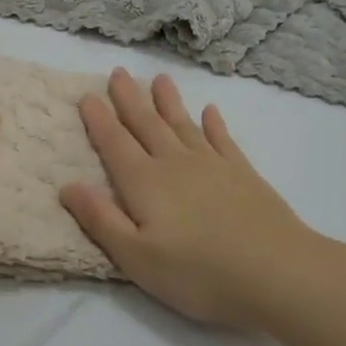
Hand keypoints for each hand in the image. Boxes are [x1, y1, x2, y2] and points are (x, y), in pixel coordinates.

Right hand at [61, 70, 323, 328]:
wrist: (277, 273)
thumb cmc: (198, 273)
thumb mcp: (137, 257)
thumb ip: (101, 219)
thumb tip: (67, 185)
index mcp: (145, 183)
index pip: (115, 143)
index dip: (99, 120)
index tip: (86, 95)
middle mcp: (175, 164)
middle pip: (147, 124)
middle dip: (130, 99)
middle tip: (118, 72)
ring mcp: (213, 165)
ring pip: (183, 124)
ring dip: (169, 102)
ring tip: (159, 79)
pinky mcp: (244, 174)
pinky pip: (223, 140)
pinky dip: (214, 124)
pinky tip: (211, 112)